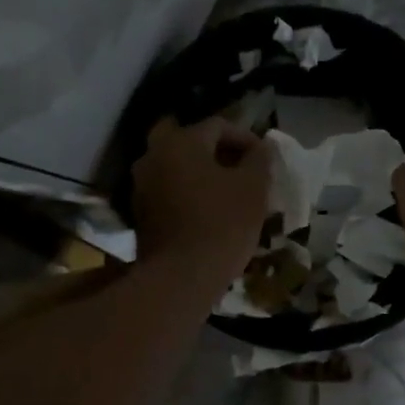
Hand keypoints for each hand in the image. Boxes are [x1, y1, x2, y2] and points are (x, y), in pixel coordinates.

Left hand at [131, 117, 270, 286]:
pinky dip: (188, 194)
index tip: (264, 159)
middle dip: (218, 153)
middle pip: (191, 143)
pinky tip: (208, 212)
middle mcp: (154, 155)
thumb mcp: (253, 189)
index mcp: (181, 142)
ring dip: (202, 174)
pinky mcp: (139, 213)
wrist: (181, 278)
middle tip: (242, 171)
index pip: (218, 126)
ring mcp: (141, 185)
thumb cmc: (222, 225)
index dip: (246, 139)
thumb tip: (263, 147)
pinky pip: (168, 191)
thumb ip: (260, 160)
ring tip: (228, 193)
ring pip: (177, 167)